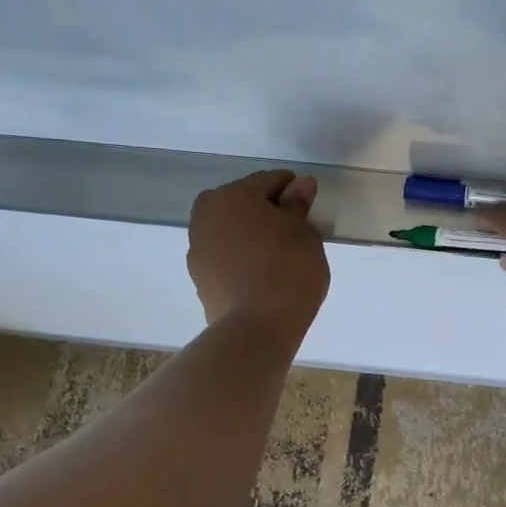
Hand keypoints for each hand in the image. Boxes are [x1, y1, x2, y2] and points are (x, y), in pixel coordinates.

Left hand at [187, 170, 329, 331]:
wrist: (257, 325)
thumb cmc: (289, 269)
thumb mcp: (304, 233)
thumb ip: (298, 205)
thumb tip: (300, 184)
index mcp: (235, 195)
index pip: (269, 181)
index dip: (292, 189)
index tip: (307, 203)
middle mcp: (208, 213)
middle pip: (240, 200)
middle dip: (263, 207)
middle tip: (290, 226)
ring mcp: (198, 245)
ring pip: (227, 226)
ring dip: (246, 230)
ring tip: (273, 249)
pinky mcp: (198, 274)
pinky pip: (222, 251)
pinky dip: (237, 252)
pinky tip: (257, 268)